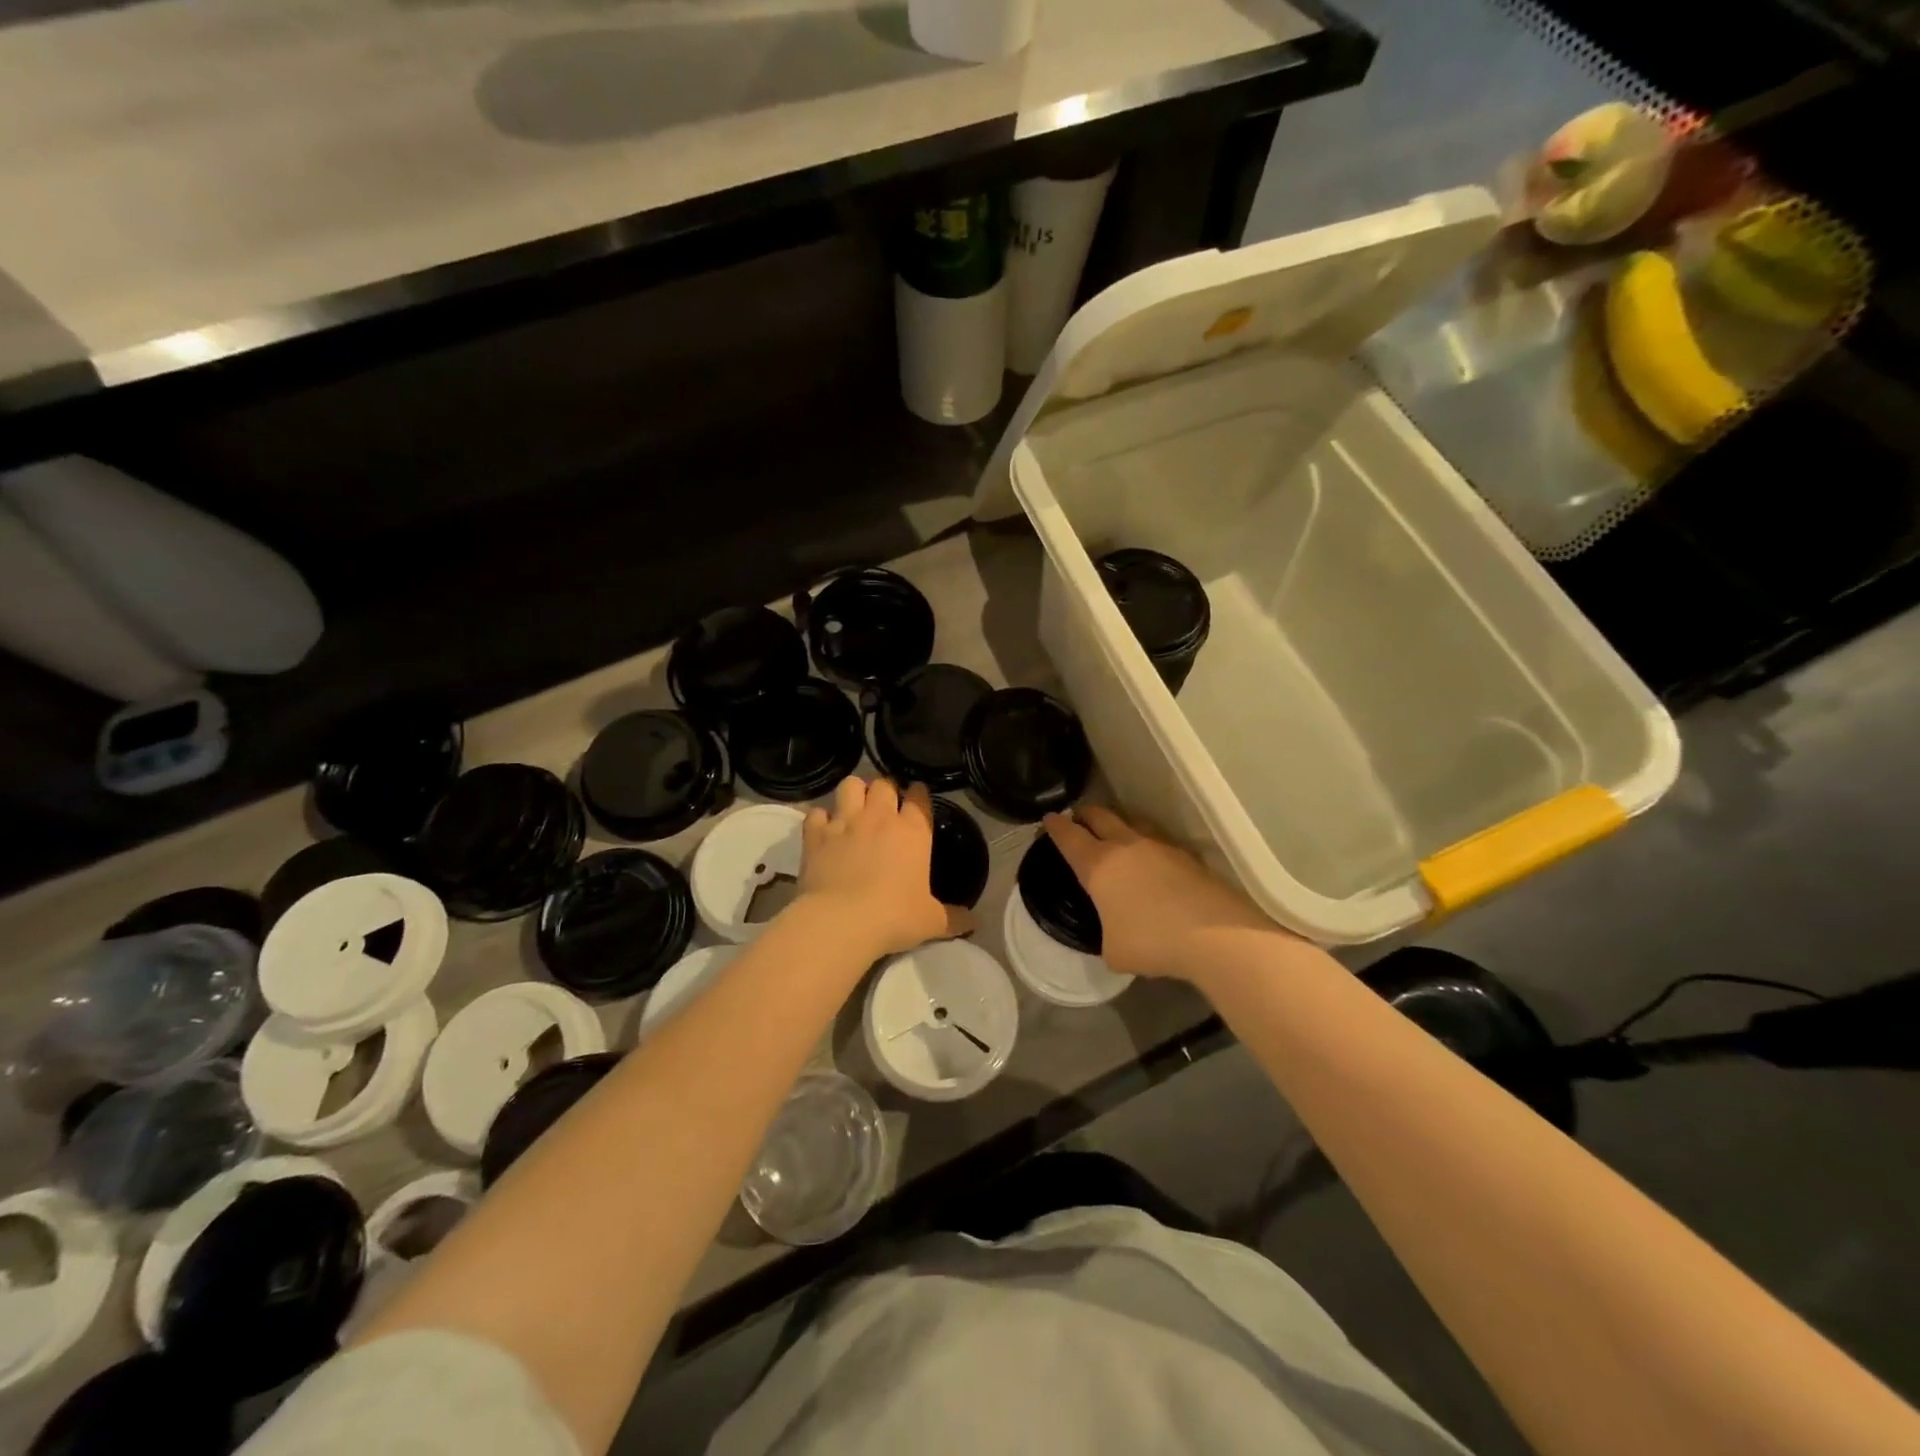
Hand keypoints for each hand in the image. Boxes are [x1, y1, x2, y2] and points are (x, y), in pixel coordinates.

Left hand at [799, 777, 971, 958]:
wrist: (842, 921)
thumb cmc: (894, 917)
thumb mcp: (932, 921)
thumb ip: (954, 918)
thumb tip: (975, 923)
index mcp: (913, 831)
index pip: (920, 797)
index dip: (919, 795)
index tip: (917, 799)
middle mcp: (880, 817)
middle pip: (884, 784)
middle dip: (886, 790)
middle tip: (885, 806)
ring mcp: (845, 822)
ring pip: (850, 785)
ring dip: (854, 792)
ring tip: (854, 806)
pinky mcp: (816, 834)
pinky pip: (817, 813)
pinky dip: (820, 819)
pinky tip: (823, 830)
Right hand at [1043, 807, 1282, 979]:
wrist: (1215, 935)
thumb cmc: (1152, 941)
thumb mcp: (1113, 950)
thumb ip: (1107, 933)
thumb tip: (1116, 932)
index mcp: (1098, 865)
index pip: (1069, 837)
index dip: (1055, 826)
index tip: (1049, 819)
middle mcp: (1126, 846)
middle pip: (1100, 817)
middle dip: (1085, 815)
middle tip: (1078, 819)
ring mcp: (1160, 847)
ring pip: (1132, 823)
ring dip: (1119, 825)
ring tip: (1116, 834)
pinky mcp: (1188, 857)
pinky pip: (1159, 843)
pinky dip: (1148, 847)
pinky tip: (1153, 862)